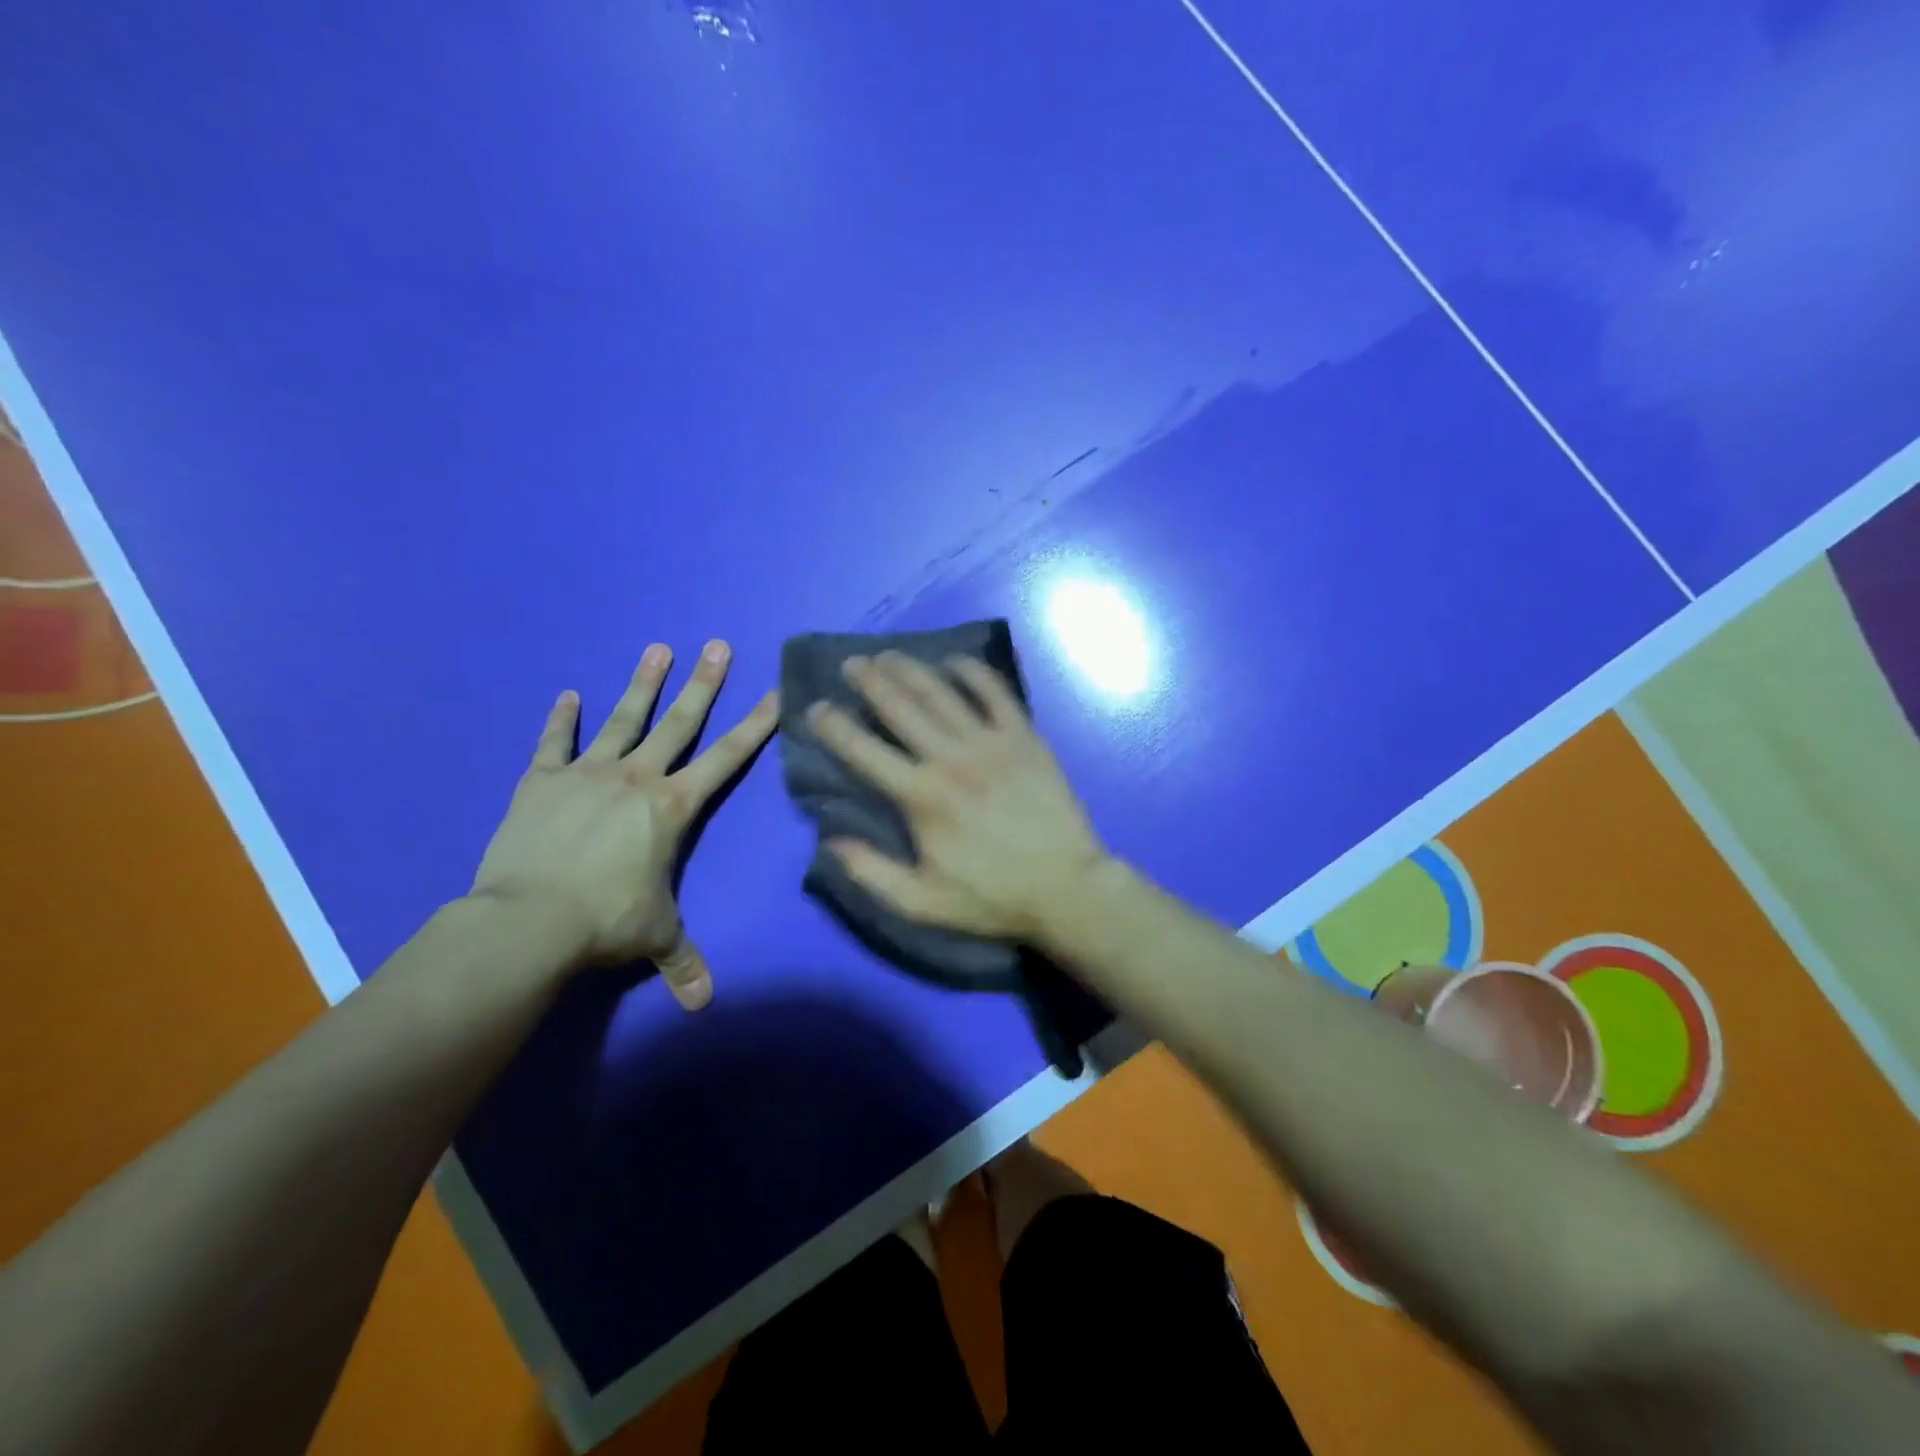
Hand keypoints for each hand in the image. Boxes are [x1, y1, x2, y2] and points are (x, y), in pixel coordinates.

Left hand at [470, 640, 777, 1007]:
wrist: (527, 919)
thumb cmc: (605, 921)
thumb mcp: (655, 937)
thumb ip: (684, 961)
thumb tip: (704, 1004)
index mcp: (672, 806)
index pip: (726, 758)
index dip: (755, 726)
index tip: (775, 692)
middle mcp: (636, 777)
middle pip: (678, 723)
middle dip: (703, 684)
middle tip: (717, 646)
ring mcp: (586, 774)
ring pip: (622, 719)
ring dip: (642, 684)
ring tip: (657, 648)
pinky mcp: (541, 782)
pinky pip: (553, 744)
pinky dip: (559, 720)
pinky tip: (566, 694)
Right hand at [806, 652, 1108, 941]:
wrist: (1065, 887)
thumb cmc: (992, 897)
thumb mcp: (921, 902)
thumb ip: (870, 872)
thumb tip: (829, 840)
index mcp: (921, 797)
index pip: (864, 751)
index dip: (834, 726)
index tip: (816, 708)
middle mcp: (951, 759)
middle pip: (901, 707)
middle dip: (870, 681)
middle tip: (851, 664)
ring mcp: (991, 743)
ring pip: (942, 693)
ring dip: (911, 670)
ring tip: (888, 656)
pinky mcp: (1024, 737)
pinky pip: (996, 693)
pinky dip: (973, 672)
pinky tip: (955, 660)